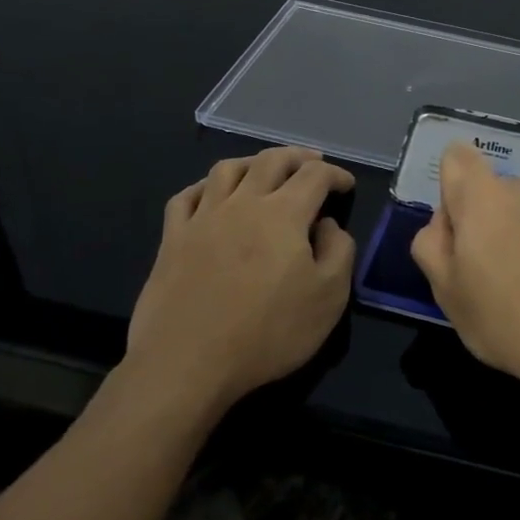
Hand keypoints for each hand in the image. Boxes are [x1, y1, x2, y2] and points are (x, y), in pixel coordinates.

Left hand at [123, 147, 355, 410]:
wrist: (187, 363)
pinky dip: (205, 187)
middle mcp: (243, 203)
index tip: (346, 185)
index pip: (315, 175)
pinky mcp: (172, 239)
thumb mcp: (329, 298)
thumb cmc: (267, 332)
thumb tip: (328, 225)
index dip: (336, 174)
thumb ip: (339, 251)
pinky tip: (212, 195)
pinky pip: (186, 197)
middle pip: (271, 160)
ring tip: (264, 169)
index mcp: (284, 213)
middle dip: (297, 156)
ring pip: (227, 169)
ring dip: (252, 162)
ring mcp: (203, 218)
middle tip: (312, 162)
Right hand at [411, 142, 519, 395]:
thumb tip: (445, 222)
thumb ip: (431, 245)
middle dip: (487, 221)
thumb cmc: (509, 322)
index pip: (457, 157)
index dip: (452, 188)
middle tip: (490, 275)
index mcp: (484, 198)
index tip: (459, 231)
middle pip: (494, 190)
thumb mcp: (447, 293)